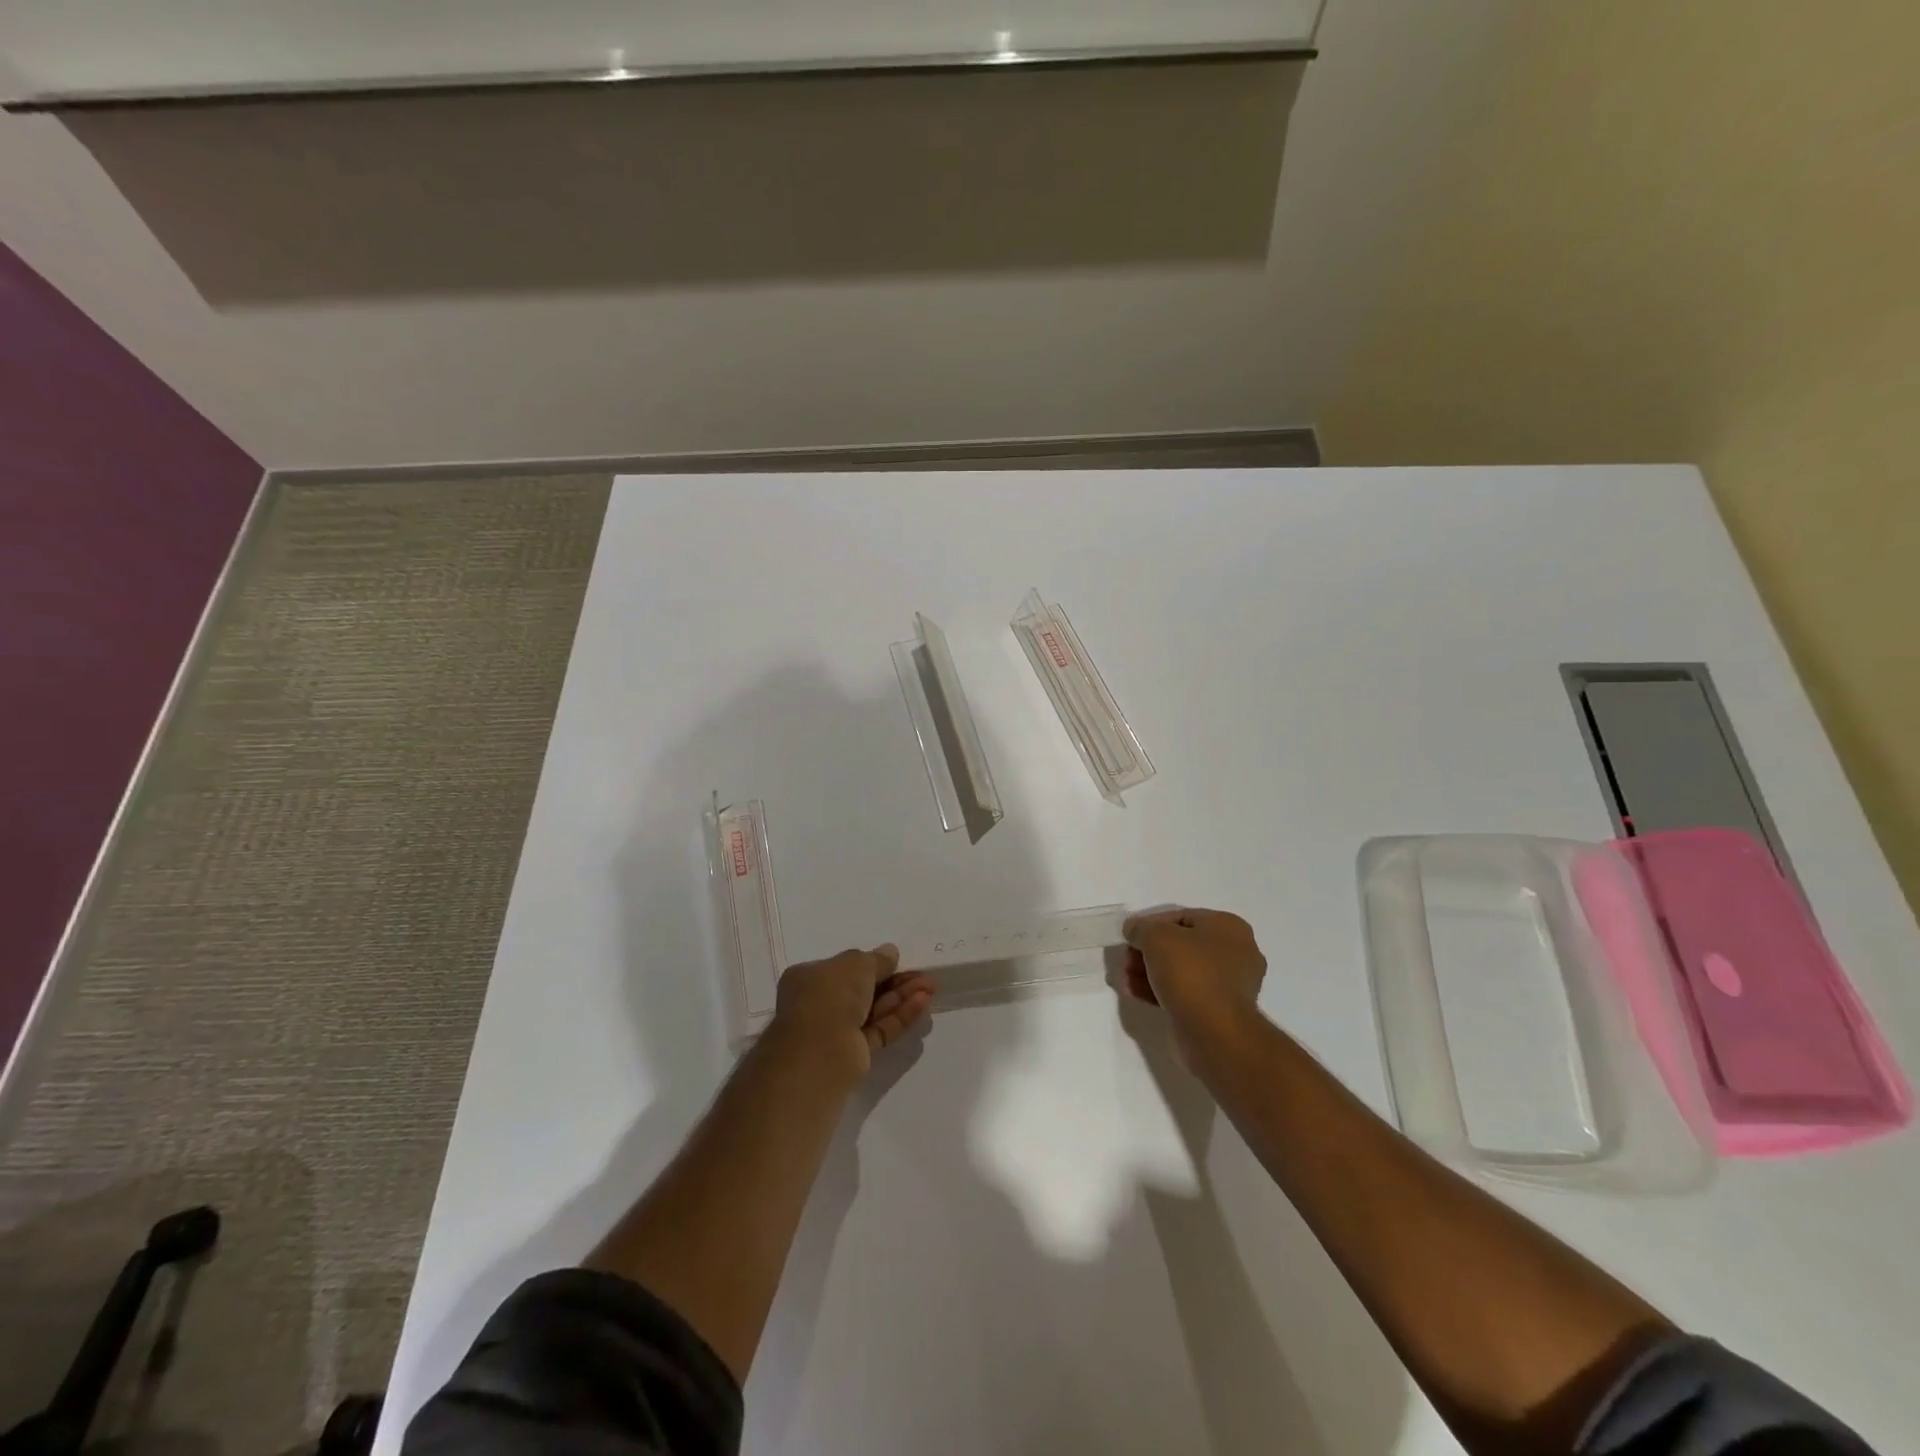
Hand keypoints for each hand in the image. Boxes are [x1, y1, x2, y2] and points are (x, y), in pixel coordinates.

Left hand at [771, 945, 935, 1076]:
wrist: (820, 1052)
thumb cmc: (831, 996)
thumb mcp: (856, 963)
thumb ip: (877, 959)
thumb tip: (890, 952)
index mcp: (809, 977)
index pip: (844, 967)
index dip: (873, 963)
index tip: (898, 960)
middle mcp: (820, 1003)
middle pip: (864, 988)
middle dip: (895, 980)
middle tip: (923, 975)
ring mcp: (836, 1030)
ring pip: (874, 1009)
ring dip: (902, 997)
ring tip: (931, 987)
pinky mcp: (854, 1053)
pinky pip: (879, 1029)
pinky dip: (900, 1017)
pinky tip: (923, 1003)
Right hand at [1122, 908, 1266, 1049]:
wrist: (1213, 1031)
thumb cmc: (1189, 972)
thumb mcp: (1156, 936)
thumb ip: (1141, 927)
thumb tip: (1133, 929)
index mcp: (1229, 927)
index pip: (1182, 917)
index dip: (1151, 924)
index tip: (1129, 937)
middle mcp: (1236, 953)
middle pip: (1181, 945)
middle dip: (1148, 952)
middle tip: (1126, 961)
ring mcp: (1230, 985)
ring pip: (1181, 971)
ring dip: (1150, 972)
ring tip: (1126, 979)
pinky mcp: (1219, 1011)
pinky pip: (1186, 993)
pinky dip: (1161, 991)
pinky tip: (1136, 993)